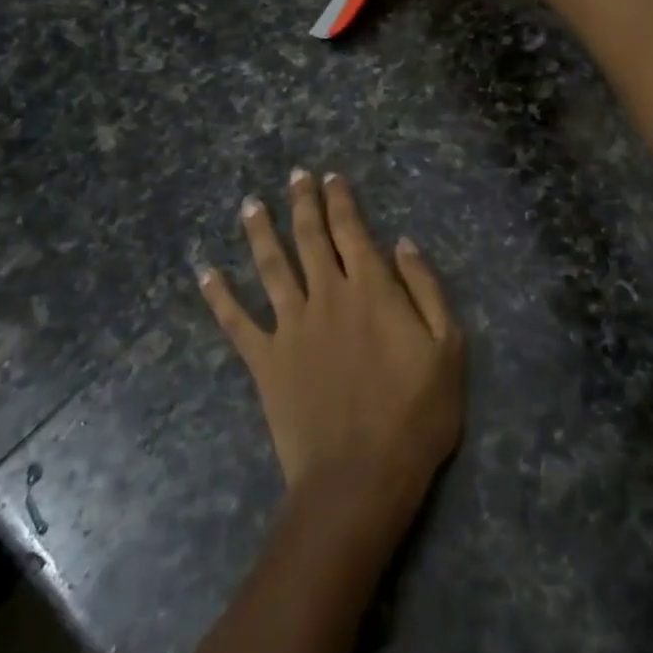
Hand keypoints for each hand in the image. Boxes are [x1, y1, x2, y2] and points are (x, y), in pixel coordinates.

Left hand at [198, 170, 465, 524]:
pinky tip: (205, 272)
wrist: (360, 477)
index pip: (352, 230)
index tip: (331, 176)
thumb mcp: (447, 347)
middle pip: (310, 237)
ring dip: (260, 233)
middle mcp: (327, 295)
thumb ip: (426, 289)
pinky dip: (219, 296)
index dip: (341, 200)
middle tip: (295, 175)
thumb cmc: (415, 414)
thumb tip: (403, 243)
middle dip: (304, 202)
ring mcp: (291, 327)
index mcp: (372, 289)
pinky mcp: (266, 361)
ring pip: (271, 267)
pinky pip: (236, 322)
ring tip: (250, 205)